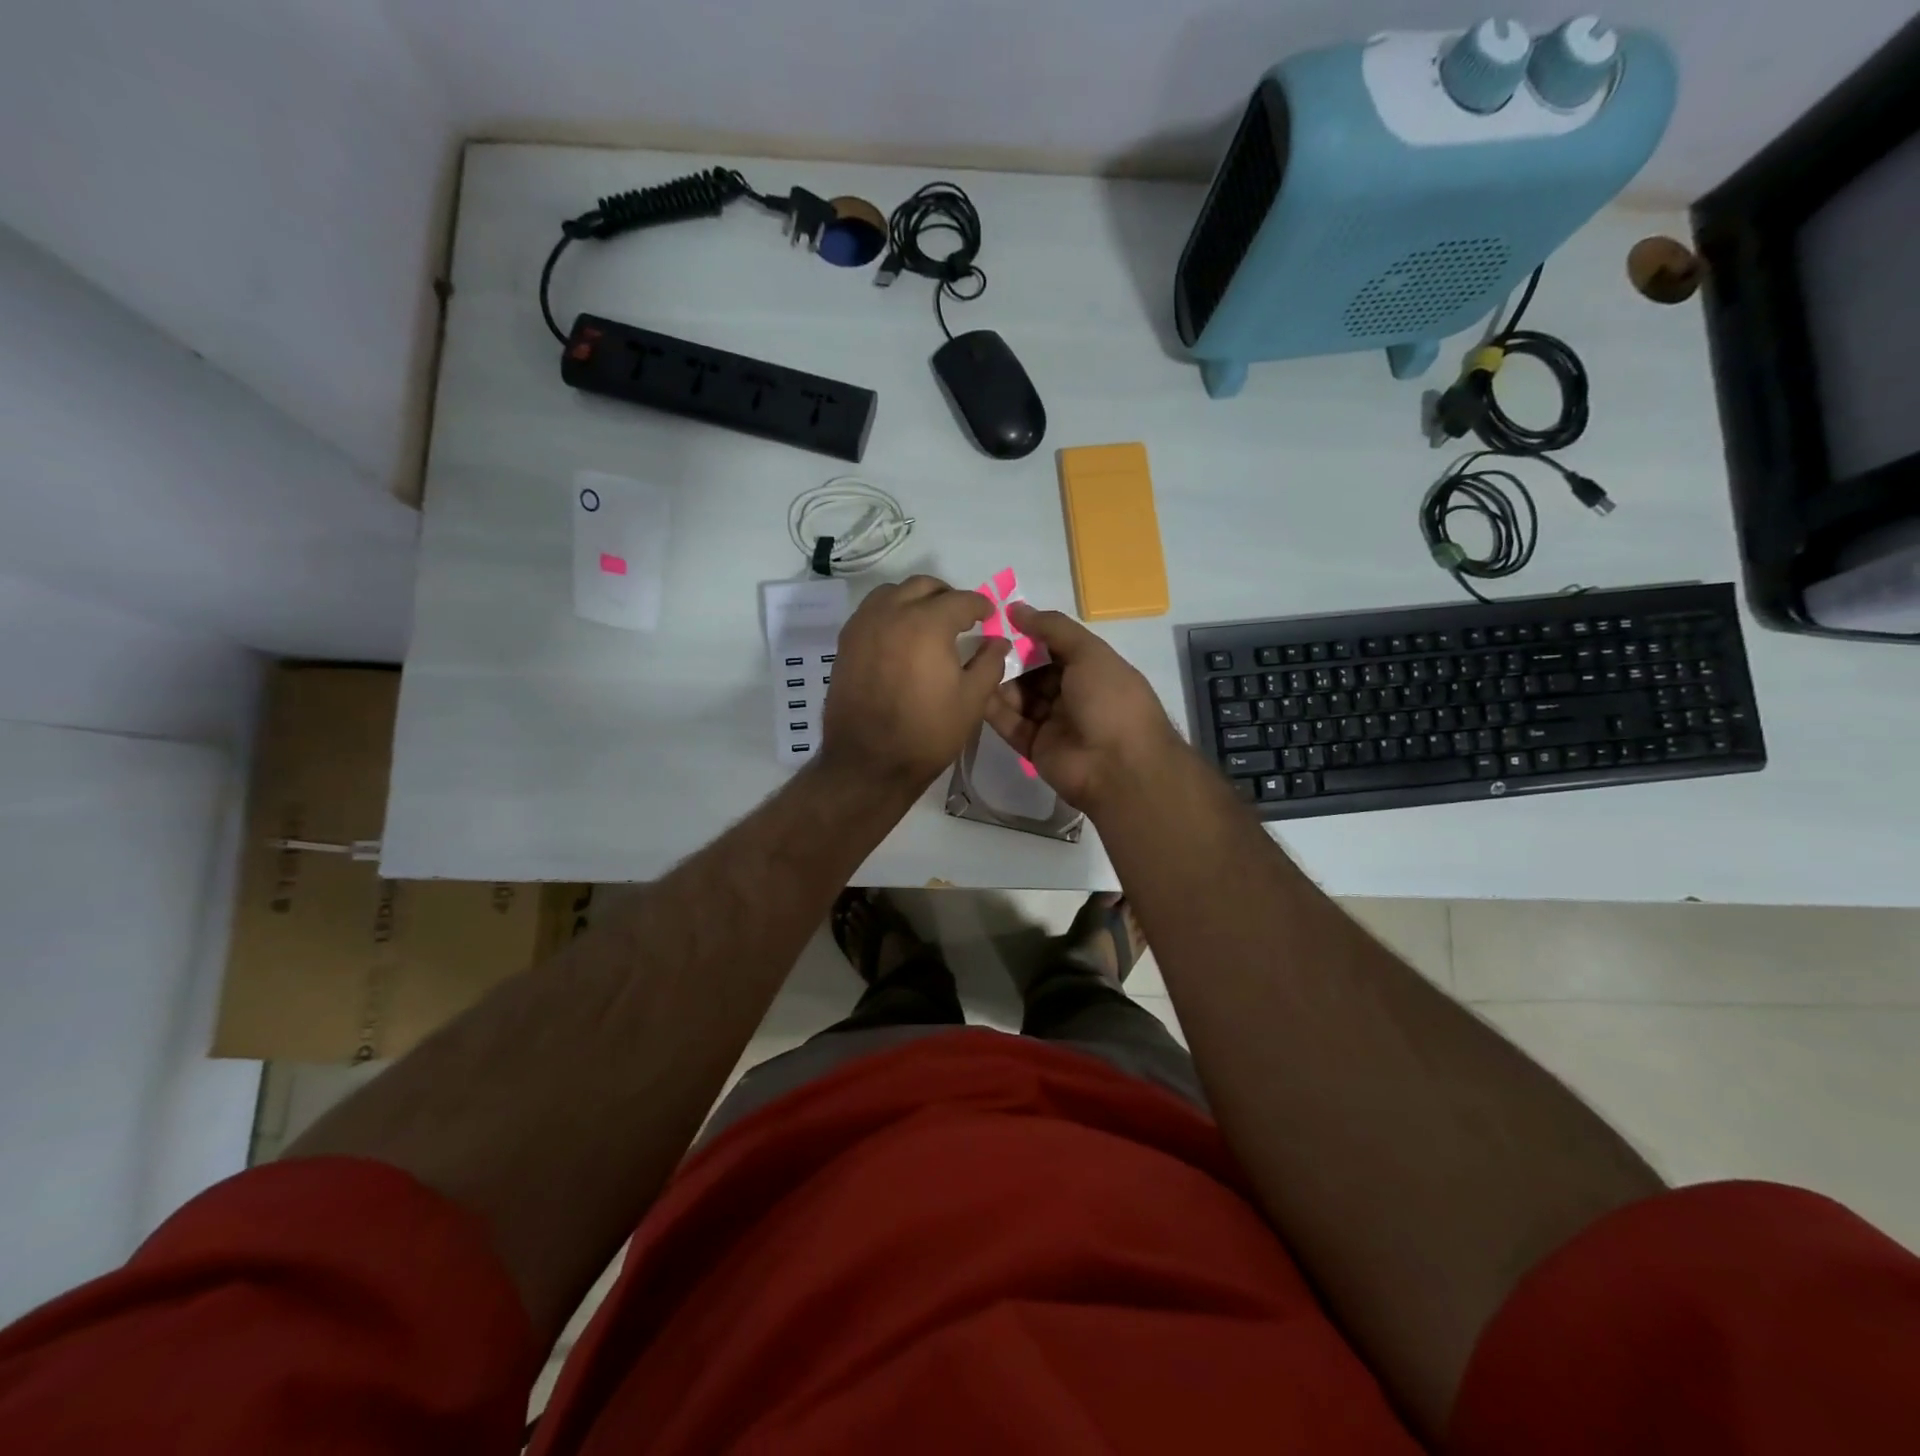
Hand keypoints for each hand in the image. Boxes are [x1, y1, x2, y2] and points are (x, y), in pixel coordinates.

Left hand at [820, 575, 1009, 787]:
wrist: (868, 762)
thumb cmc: (927, 733)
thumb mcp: (972, 701)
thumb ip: (990, 663)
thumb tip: (998, 640)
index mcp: (927, 624)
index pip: (961, 600)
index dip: (981, 606)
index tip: (989, 617)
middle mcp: (891, 613)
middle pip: (924, 586)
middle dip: (947, 596)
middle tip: (961, 618)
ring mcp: (863, 625)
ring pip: (893, 592)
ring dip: (915, 599)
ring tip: (928, 623)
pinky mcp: (846, 642)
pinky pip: (871, 611)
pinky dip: (890, 613)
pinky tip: (901, 638)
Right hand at [983, 603, 1182, 813]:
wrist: (1118, 766)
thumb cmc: (1110, 700)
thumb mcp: (1088, 653)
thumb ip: (1052, 628)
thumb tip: (1016, 607)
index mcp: (1093, 671)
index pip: (1057, 648)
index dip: (1031, 634)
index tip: (1000, 620)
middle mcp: (1074, 695)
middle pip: (1035, 672)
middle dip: (1011, 658)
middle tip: (981, 643)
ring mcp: (1054, 723)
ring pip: (1020, 698)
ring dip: (1000, 681)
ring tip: (974, 664)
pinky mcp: (1034, 747)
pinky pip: (1010, 724)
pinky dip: (994, 709)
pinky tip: (974, 690)